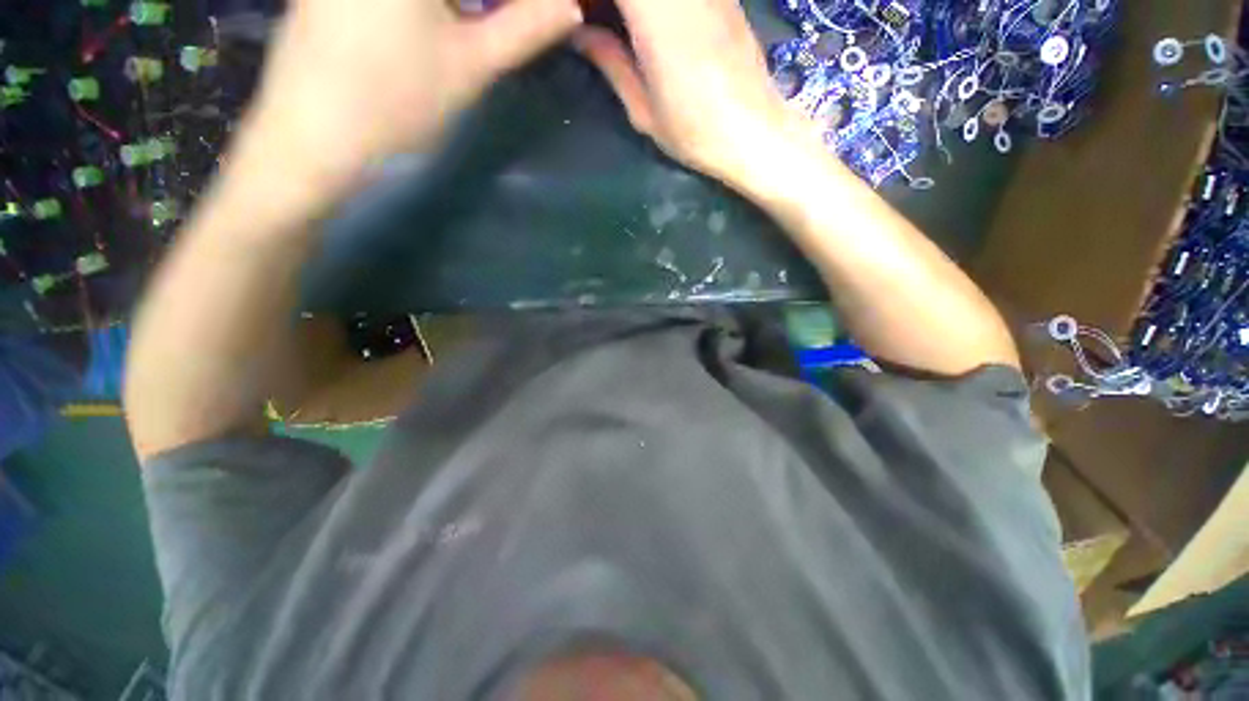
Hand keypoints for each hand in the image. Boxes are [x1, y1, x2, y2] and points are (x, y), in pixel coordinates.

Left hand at [241, 0, 582, 189]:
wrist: (313, 137)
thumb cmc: (396, 101)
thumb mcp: (471, 65)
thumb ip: (524, 30)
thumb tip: (570, 8)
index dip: (515, 3)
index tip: (545, 13)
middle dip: (489, 4)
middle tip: (517, 23)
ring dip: (464, 7)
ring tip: (488, 27)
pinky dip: (434, 10)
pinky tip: (444, 26)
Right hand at [573, 0, 818, 189]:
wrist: (754, 131)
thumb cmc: (694, 132)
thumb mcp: (643, 109)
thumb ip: (610, 62)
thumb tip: (580, 34)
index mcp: (655, 14)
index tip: (582, 16)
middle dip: (616, 4)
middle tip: (598, 21)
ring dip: (636, 7)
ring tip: (626, 29)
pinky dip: (658, 6)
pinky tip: (654, 24)